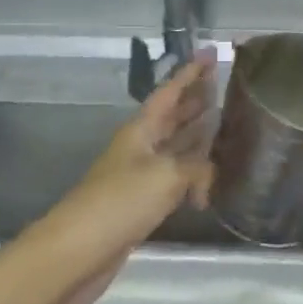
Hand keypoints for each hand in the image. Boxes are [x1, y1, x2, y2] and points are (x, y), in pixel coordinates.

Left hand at [44, 49, 216, 303]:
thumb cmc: (119, 202)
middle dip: (196, 99)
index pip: (170, 92)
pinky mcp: (142, 204)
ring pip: (176, 146)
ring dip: (197, 134)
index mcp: (141, 130)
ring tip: (225, 124)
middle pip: (173, 116)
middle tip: (224, 85)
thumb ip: (197, 169)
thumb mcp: (166, 176)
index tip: (210, 52)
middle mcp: (141, 146)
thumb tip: (208, 180)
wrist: (78, 251)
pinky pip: (175, 177)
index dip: (190, 72)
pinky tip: (210, 178)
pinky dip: (194, 173)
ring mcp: (140, 175)